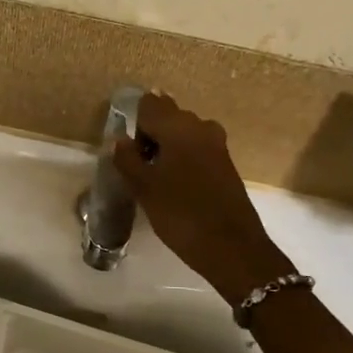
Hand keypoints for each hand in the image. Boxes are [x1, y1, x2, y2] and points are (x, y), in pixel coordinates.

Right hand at [113, 93, 292, 306]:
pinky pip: (197, 148)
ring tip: (156, 178)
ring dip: (167, 147)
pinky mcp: (226, 162)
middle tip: (139, 167)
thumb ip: (127, 159)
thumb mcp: (144, 188)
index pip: (148, 104)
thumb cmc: (181, 214)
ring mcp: (217, 144)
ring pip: (183, 133)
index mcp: (178, 126)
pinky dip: (183, 158)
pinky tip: (176, 185)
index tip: (128, 152)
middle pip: (167, 115)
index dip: (134, 124)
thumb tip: (120, 139)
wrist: (233, 247)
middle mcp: (200, 126)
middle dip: (150, 134)